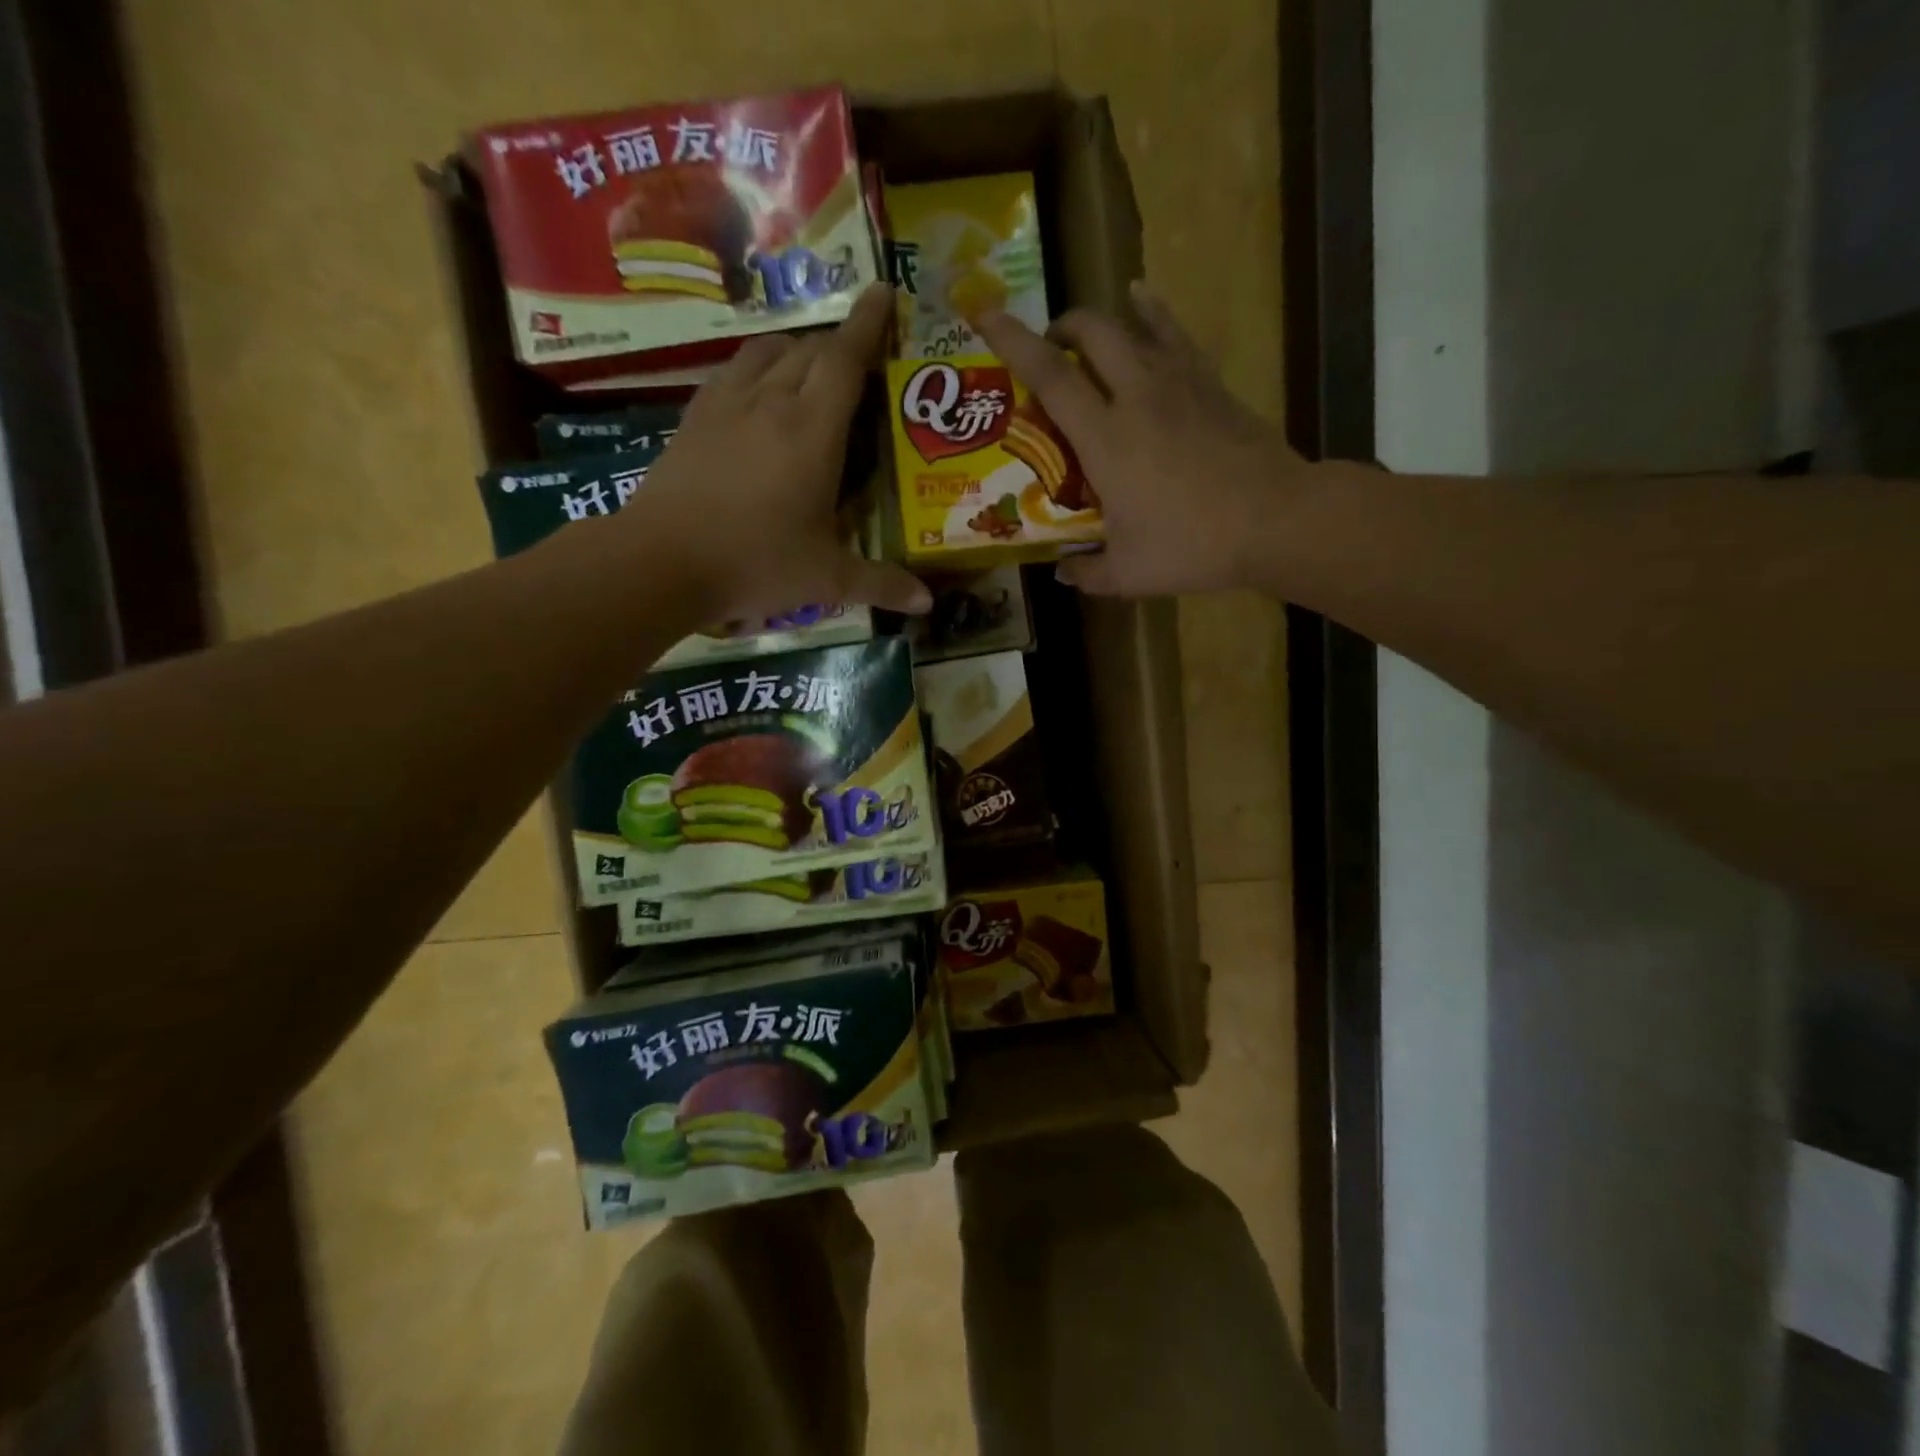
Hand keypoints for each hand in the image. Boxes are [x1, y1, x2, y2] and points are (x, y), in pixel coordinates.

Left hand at [626, 284, 930, 622]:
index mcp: (812, 431)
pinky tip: (759, 393)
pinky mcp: (694, 417)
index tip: (885, 290)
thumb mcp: (826, 580)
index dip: (869, 323)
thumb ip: (880, 584)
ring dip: (796, 350)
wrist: (660, 562)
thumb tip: (927, 603)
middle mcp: (771, 402)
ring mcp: (726, 404)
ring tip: (812, 372)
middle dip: (840, 345)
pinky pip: (733, 371)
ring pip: (767, 350)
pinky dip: (757, 367)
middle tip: (861, 362)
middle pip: (810, 349)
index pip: (846, 359)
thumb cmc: (754, 563)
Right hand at [975, 283, 1300, 596]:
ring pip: (1131, 325)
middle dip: (1059, 329)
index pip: (1049, 377)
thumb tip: (1063, 571)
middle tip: (1047, 354)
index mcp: (1105, 438)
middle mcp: (1136, 395)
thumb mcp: (1127, 573)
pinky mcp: (1210, 383)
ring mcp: (1178, 382)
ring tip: (1084, 337)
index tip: (985, 314)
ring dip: (1100, 323)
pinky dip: (1152, 314)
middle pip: (1090, 332)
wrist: (1276, 520)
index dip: (1013, 342)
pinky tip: (1143, 301)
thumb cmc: (1192, 545)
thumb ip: (1087, 572)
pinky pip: (1174, 334)